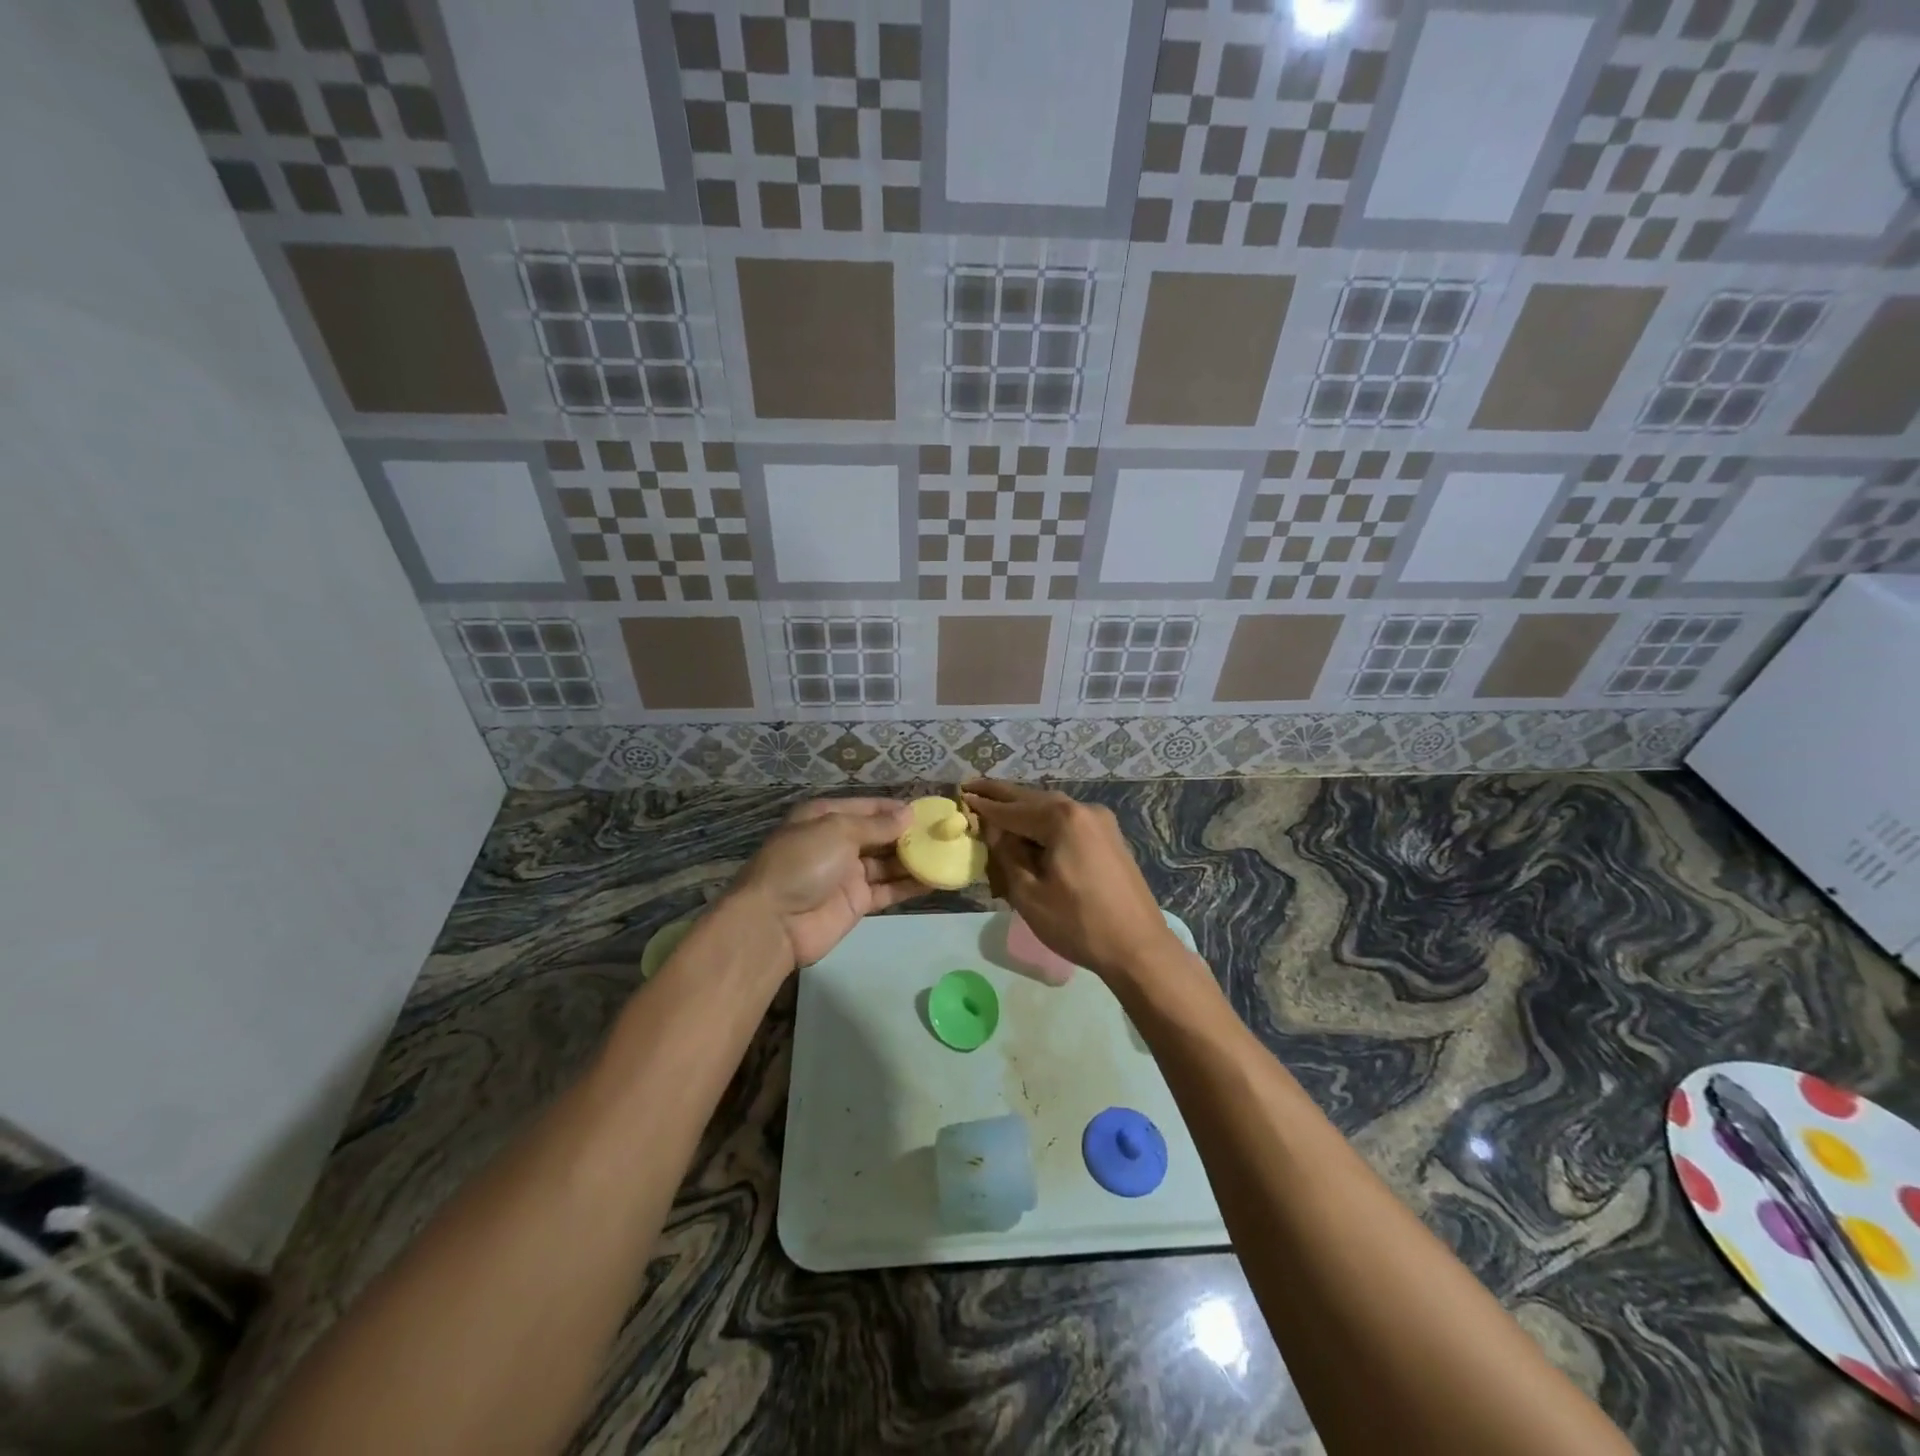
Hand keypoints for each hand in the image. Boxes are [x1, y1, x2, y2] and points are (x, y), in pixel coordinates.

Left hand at [724, 797, 927, 969]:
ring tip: (947, 853)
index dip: (895, 809)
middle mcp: (837, 842)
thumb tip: (908, 815)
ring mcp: (847, 874)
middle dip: (909, 834)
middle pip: (879, 835)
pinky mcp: (856, 902)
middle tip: (944, 833)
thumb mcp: (837, 831)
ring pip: (887, 862)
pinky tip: (936, 879)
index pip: (867, 807)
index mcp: (824, 817)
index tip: (928, 811)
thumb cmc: (802, 863)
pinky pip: (888, 888)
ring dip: (914, 859)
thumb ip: (876, 825)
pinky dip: (910, 884)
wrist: (773, 923)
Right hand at [963, 780, 1181, 982]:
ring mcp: (1101, 823)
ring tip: (996, 805)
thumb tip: (994, 829)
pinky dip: (1044, 823)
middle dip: (1003, 796)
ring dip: (1024, 810)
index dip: (984, 805)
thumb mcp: (1029, 893)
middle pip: (1033, 800)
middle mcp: (1083, 810)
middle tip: (973, 786)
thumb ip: (1007, 854)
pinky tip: (1029, 828)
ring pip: (1052, 810)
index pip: (1012, 809)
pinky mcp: (1109, 838)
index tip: (961, 795)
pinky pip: (1068, 823)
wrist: (1138, 948)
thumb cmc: (1078, 923)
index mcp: (1062, 818)